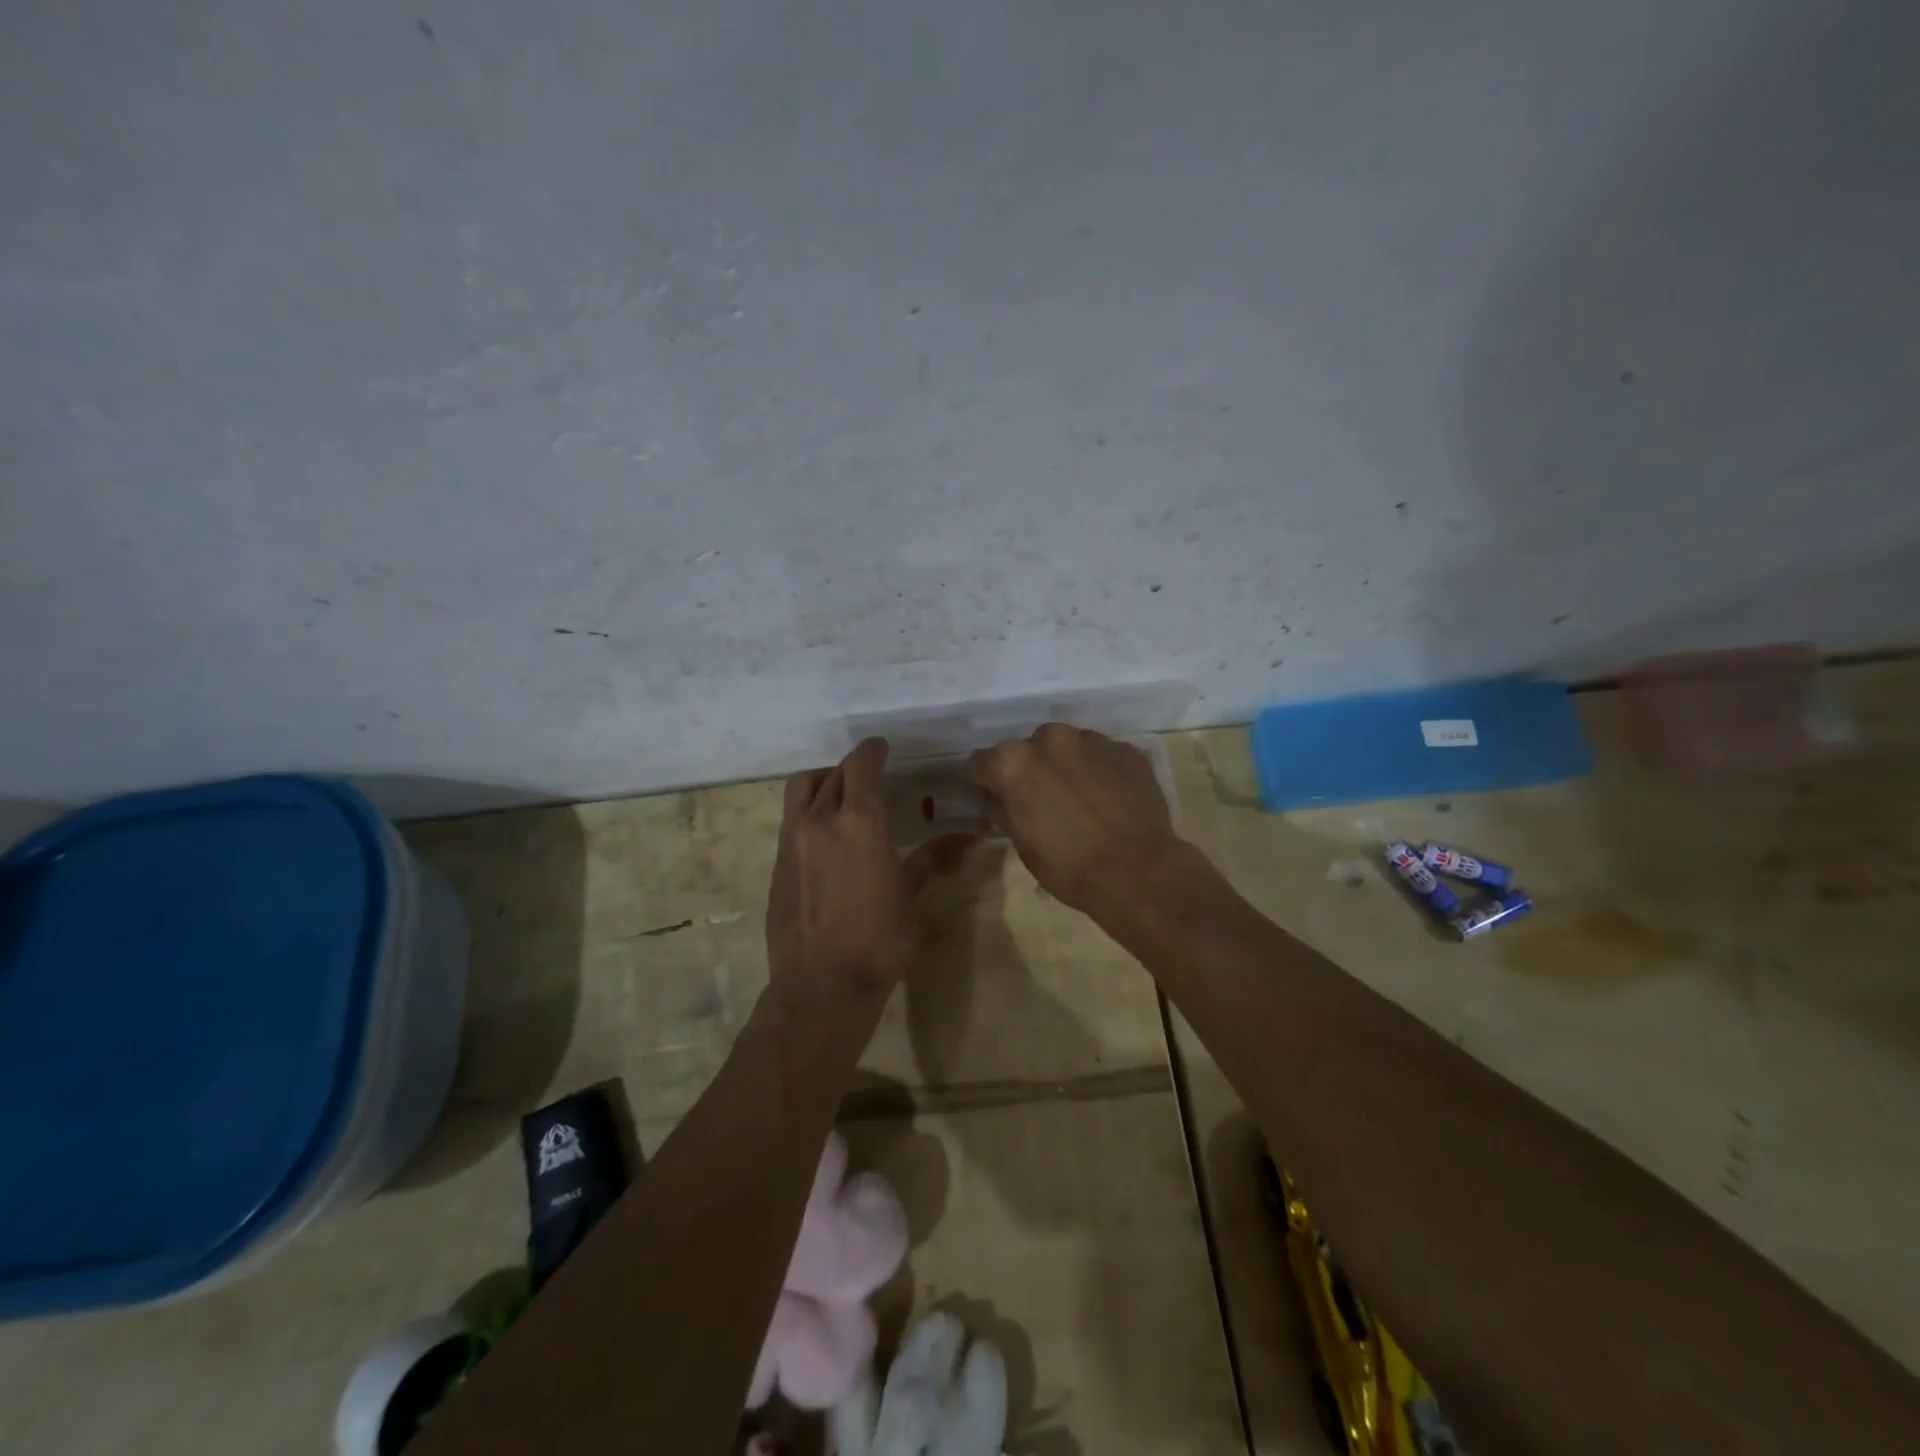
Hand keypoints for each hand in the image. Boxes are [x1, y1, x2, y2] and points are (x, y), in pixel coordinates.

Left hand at [766, 738, 966, 1000]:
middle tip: (869, 777)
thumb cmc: (878, 940)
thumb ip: (932, 859)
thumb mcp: (910, 896)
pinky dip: (809, 814)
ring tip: (841, 798)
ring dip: (823, 783)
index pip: (861, 766)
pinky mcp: (777, 865)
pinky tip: (826, 838)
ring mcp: (791, 842)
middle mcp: (819, 821)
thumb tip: (970, 839)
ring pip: (802, 791)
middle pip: (831, 775)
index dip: (872, 751)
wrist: (821, 986)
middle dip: (851, 769)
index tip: (882, 747)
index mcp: (858, 822)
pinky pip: (791, 821)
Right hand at [968, 724, 1182, 915]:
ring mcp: (1091, 740)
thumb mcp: (1023, 845)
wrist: (1138, 871)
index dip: (985, 781)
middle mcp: (1050, 739)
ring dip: (1065, 764)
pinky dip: (1098, 769)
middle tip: (1040, 798)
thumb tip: (1001, 802)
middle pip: (1028, 748)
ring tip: (1078, 796)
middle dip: (1030, 768)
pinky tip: (1108, 797)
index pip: (982, 762)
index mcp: (1014, 762)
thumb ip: (1007, 812)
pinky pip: (1101, 754)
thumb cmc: (1069, 866)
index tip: (993, 796)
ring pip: (1066, 746)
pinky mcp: (1125, 749)